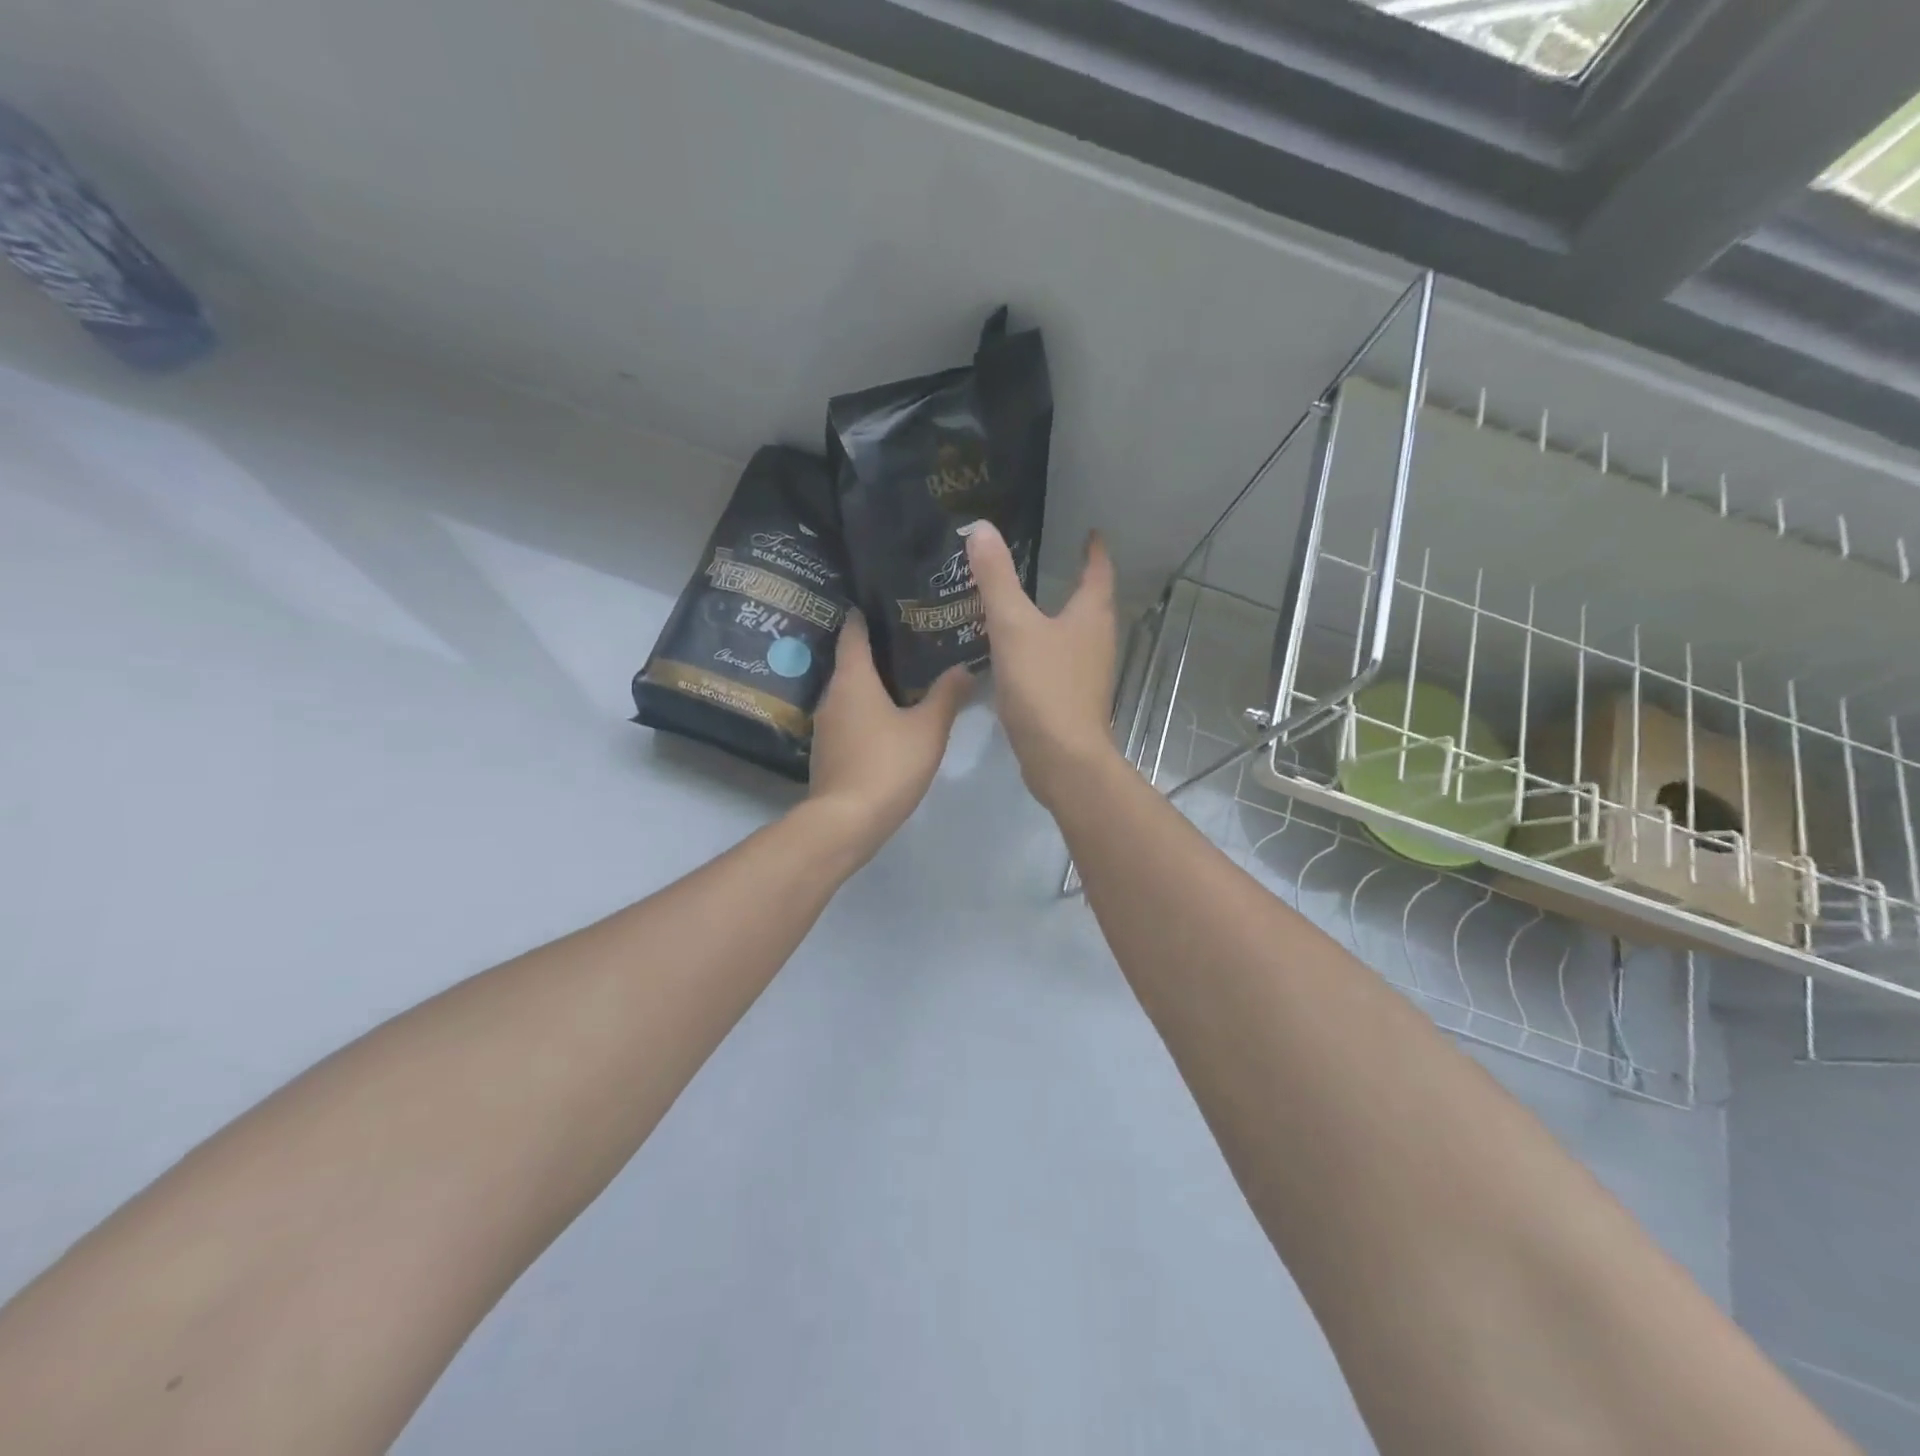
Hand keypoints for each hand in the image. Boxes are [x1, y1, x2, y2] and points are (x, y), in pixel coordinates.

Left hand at [804, 612, 970, 862]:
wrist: (846, 821)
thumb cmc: (888, 764)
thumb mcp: (928, 729)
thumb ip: (947, 695)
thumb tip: (964, 667)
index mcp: (853, 679)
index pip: (853, 633)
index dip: (864, 615)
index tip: (881, 602)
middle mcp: (832, 695)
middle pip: (851, 662)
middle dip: (875, 651)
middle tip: (909, 641)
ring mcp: (825, 725)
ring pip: (849, 693)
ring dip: (871, 685)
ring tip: (903, 679)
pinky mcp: (826, 751)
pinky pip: (848, 718)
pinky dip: (865, 711)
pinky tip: (888, 719)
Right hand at [963, 519, 1118, 808]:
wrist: (1061, 758)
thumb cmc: (1043, 686)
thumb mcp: (1013, 626)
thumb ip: (996, 578)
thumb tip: (982, 528)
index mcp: (1091, 615)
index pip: (1098, 570)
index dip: (1093, 550)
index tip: (1089, 533)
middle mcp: (1098, 639)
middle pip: (1091, 602)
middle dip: (1075, 582)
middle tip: (1048, 563)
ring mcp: (1089, 672)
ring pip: (1075, 634)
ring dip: (1059, 617)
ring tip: (1028, 605)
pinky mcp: (1074, 698)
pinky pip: (1061, 661)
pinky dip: (1046, 648)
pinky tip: (1020, 653)